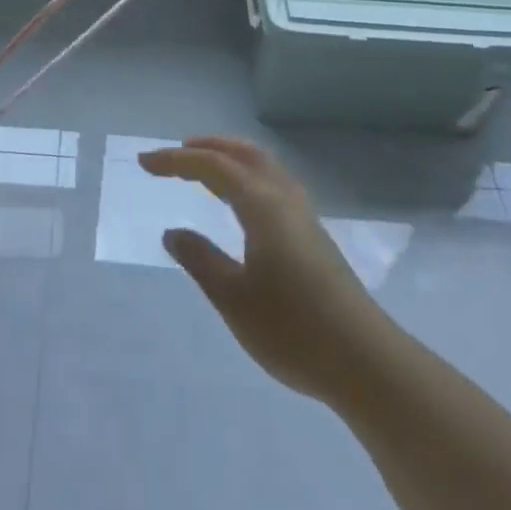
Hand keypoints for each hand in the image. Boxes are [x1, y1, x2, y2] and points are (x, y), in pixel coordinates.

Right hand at [142, 136, 382, 405]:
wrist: (366, 362)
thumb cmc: (293, 329)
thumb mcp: (233, 298)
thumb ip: (201, 260)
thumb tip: (173, 232)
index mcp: (262, 206)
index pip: (214, 166)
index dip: (176, 161)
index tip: (144, 163)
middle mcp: (285, 200)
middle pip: (245, 154)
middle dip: (208, 147)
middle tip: (175, 154)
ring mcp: (305, 218)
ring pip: (265, 167)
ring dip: (231, 158)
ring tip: (203, 171)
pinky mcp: (314, 237)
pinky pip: (274, 185)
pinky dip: (248, 177)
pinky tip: (241, 204)